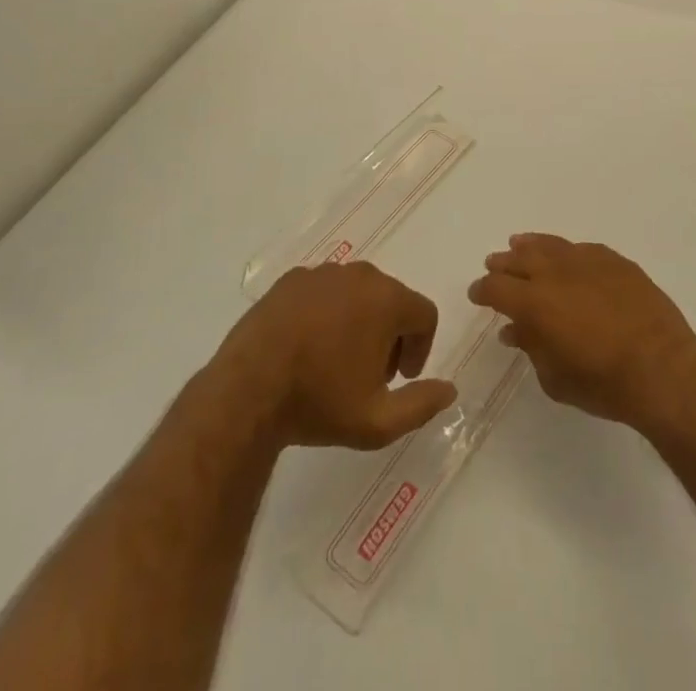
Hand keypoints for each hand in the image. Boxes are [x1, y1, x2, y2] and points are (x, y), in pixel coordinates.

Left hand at [203, 262, 458, 450]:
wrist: (245, 393)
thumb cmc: (317, 404)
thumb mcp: (377, 423)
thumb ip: (421, 405)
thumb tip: (450, 389)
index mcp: (387, 300)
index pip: (424, 315)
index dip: (420, 347)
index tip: (400, 378)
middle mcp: (360, 275)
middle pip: (391, 300)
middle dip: (389, 334)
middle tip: (369, 374)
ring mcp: (323, 273)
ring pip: (357, 293)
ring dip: (358, 321)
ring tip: (335, 361)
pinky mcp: (291, 280)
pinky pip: (323, 291)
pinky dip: (325, 312)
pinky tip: (306, 346)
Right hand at [468, 234, 695, 435]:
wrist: (661, 366)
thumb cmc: (602, 383)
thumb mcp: (555, 378)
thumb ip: (532, 348)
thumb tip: (515, 330)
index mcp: (534, 302)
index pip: (496, 288)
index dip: (483, 290)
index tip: (477, 294)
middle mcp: (556, 273)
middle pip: (520, 259)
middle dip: (503, 264)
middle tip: (494, 265)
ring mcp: (588, 262)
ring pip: (550, 245)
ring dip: (531, 246)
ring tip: (520, 245)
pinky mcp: (615, 261)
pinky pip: (582, 249)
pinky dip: (566, 252)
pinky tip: (565, 256)